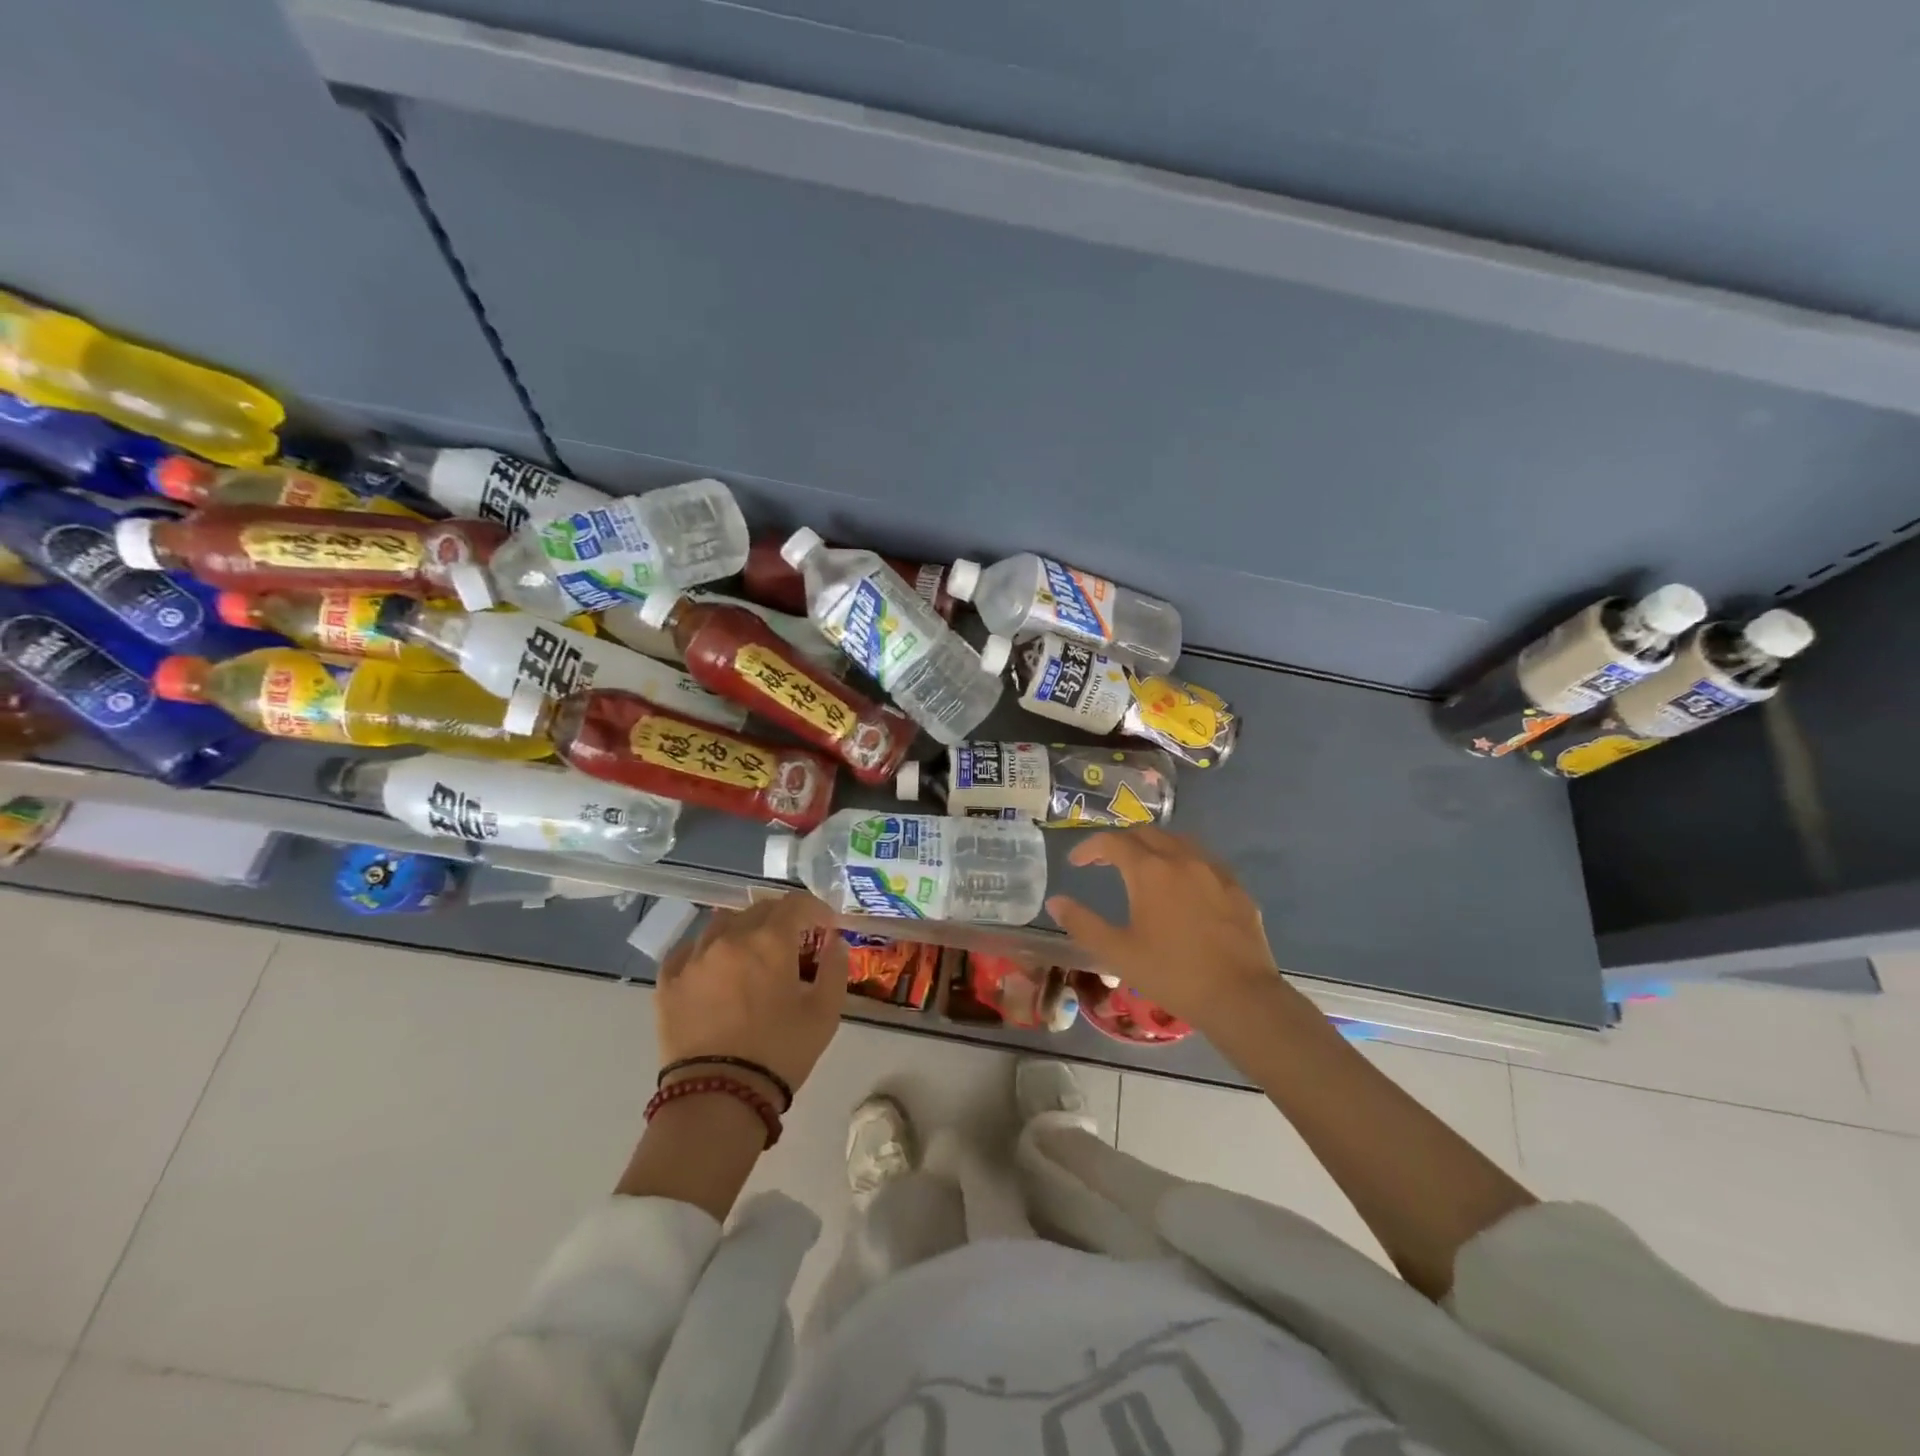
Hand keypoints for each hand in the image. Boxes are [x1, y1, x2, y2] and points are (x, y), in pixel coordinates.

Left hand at [655, 894, 847, 1101]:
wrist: (718, 1097)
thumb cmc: (780, 1052)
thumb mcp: (824, 1013)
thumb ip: (835, 968)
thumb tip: (835, 941)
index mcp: (770, 941)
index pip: (796, 904)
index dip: (816, 909)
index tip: (826, 926)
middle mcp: (730, 937)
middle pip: (760, 909)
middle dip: (783, 919)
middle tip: (795, 943)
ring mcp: (694, 957)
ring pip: (723, 923)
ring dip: (745, 929)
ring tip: (753, 954)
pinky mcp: (668, 980)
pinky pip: (690, 949)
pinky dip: (709, 950)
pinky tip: (716, 969)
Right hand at [1046, 828, 1280, 1028]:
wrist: (1240, 997)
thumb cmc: (1172, 974)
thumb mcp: (1118, 953)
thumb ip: (1083, 923)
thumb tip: (1056, 901)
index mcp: (1149, 870)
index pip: (1112, 842)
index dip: (1089, 847)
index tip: (1076, 863)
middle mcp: (1182, 858)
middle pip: (1146, 833)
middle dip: (1121, 842)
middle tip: (1106, 862)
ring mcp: (1213, 870)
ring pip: (1178, 841)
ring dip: (1154, 846)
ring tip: (1143, 868)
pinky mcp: (1236, 887)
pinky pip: (1204, 860)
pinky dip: (1184, 861)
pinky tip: (1184, 885)